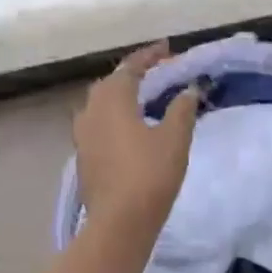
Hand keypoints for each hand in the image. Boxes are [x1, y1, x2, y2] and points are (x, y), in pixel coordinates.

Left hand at [74, 43, 200, 230]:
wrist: (118, 223)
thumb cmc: (149, 174)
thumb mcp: (175, 138)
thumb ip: (182, 109)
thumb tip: (188, 90)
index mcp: (112, 99)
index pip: (130, 67)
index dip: (150, 56)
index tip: (168, 49)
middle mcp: (91, 111)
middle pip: (111, 83)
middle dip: (133, 74)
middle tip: (158, 73)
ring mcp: (83, 135)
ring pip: (100, 104)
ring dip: (121, 95)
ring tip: (144, 98)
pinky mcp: (83, 157)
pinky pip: (98, 124)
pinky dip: (114, 116)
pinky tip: (130, 128)